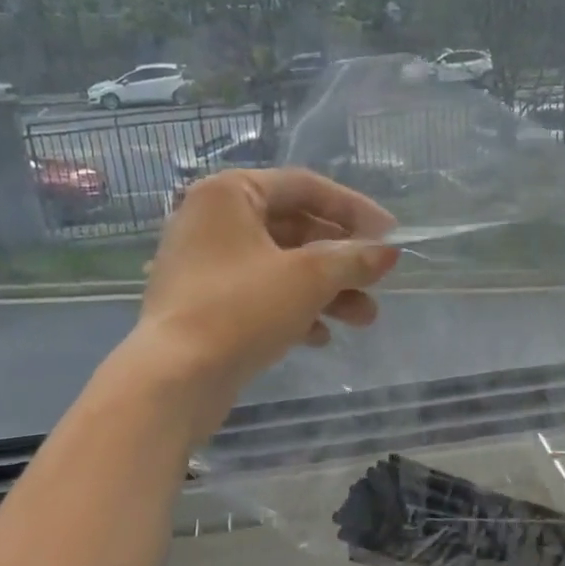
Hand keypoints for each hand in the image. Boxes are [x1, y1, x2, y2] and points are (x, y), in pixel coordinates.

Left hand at [127, 167, 399, 438]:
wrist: (174, 379)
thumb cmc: (242, 309)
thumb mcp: (308, 278)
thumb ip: (353, 259)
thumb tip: (388, 253)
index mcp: (229, 194)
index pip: (304, 187)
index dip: (353, 209)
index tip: (390, 235)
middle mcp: (212, 220)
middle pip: (294, 229)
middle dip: (341, 260)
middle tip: (378, 282)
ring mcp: (204, 264)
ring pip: (280, 266)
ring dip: (326, 290)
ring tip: (364, 319)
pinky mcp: (203, 304)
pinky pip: (259, 295)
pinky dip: (294, 309)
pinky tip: (321, 337)